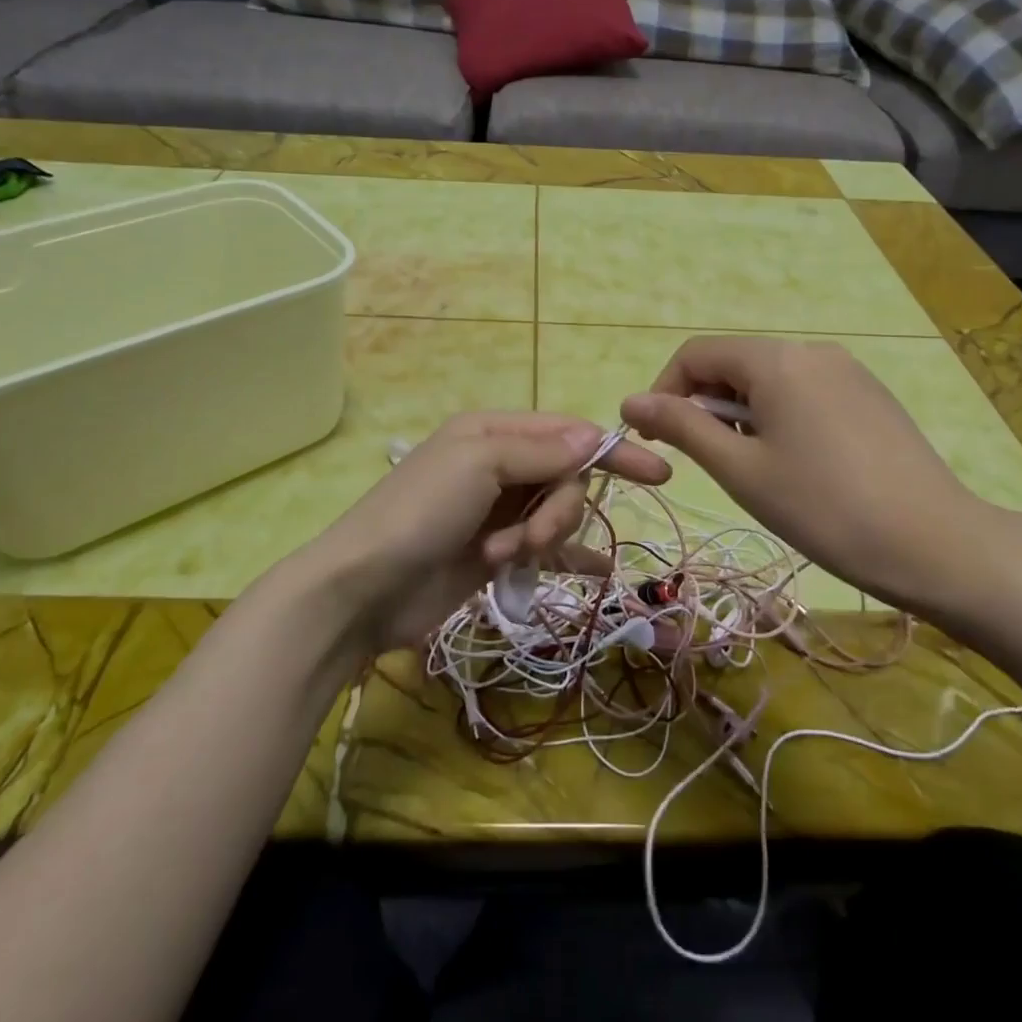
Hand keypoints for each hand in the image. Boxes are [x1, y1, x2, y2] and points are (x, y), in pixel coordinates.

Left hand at [296, 412, 670, 653]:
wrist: (363, 588)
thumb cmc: (420, 512)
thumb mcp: (480, 464)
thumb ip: (542, 451)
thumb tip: (594, 435)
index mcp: (493, 433)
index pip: (567, 433)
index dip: (611, 451)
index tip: (658, 473)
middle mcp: (498, 466)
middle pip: (565, 477)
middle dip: (558, 508)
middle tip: (529, 538)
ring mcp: (497, 512)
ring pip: (556, 513)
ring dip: (542, 537)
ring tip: (505, 558)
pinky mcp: (494, 553)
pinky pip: (545, 549)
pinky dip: (567, 557)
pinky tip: (597, 573)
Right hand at [620, 336, 988, 614]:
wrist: (936, 544)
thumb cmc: (823, 508)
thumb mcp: (740, 469)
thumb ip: (681, 427)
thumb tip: (629, 402)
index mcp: (776, 359)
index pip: (696, 354)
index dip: (664, 392)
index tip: (657, 442)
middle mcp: (811, 350)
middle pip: (734, 364)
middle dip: (706, 406)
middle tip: (711, 463)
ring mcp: (847, 370)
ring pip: (769, 379)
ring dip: (742, 414)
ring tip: (756, 470)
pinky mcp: (870, 394)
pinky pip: (804, 391)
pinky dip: (780, 417)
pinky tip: (799, 465)